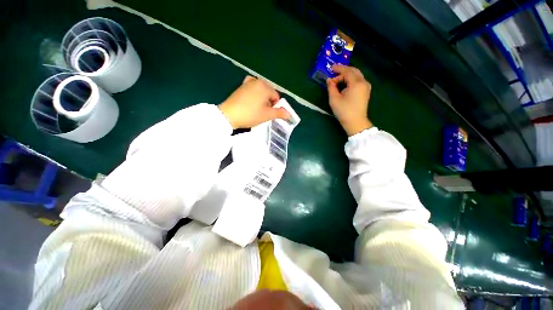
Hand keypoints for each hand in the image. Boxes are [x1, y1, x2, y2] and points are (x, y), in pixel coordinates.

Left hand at [219, 76, 289, 128]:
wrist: (228, 115)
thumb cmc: (250, 115)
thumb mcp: (267, 115)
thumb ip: (279, 113)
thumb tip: (289, 114)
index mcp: (265, 86)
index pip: (276, 97)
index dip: (274, 107)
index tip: (268, 114)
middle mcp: (257, 81)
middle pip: (268, 93)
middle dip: (268, 103)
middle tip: (261, 113)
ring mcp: (247, 83)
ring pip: (260, 92)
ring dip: (261, 100)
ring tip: (255, 109)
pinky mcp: (240, 87)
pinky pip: (252, 90)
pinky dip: (254, 95)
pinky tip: (250, 102)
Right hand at [327, 65, 372, 135]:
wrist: (355, 122)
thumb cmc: (344, 111)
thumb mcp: (334, 99)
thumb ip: (331, 87)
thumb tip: (329, 80)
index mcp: (356, 83)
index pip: (347, 71)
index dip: (339, 69)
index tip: (331, 68)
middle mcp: (363, 82)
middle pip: (354, 71)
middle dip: (344, 71)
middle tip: (334, 72)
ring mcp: (366, 87)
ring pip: (357, 75)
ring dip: (347, 75)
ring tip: (337, 80)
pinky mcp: (366, 92)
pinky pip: (358, 81)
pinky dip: (351, 80)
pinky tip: (345, 85)